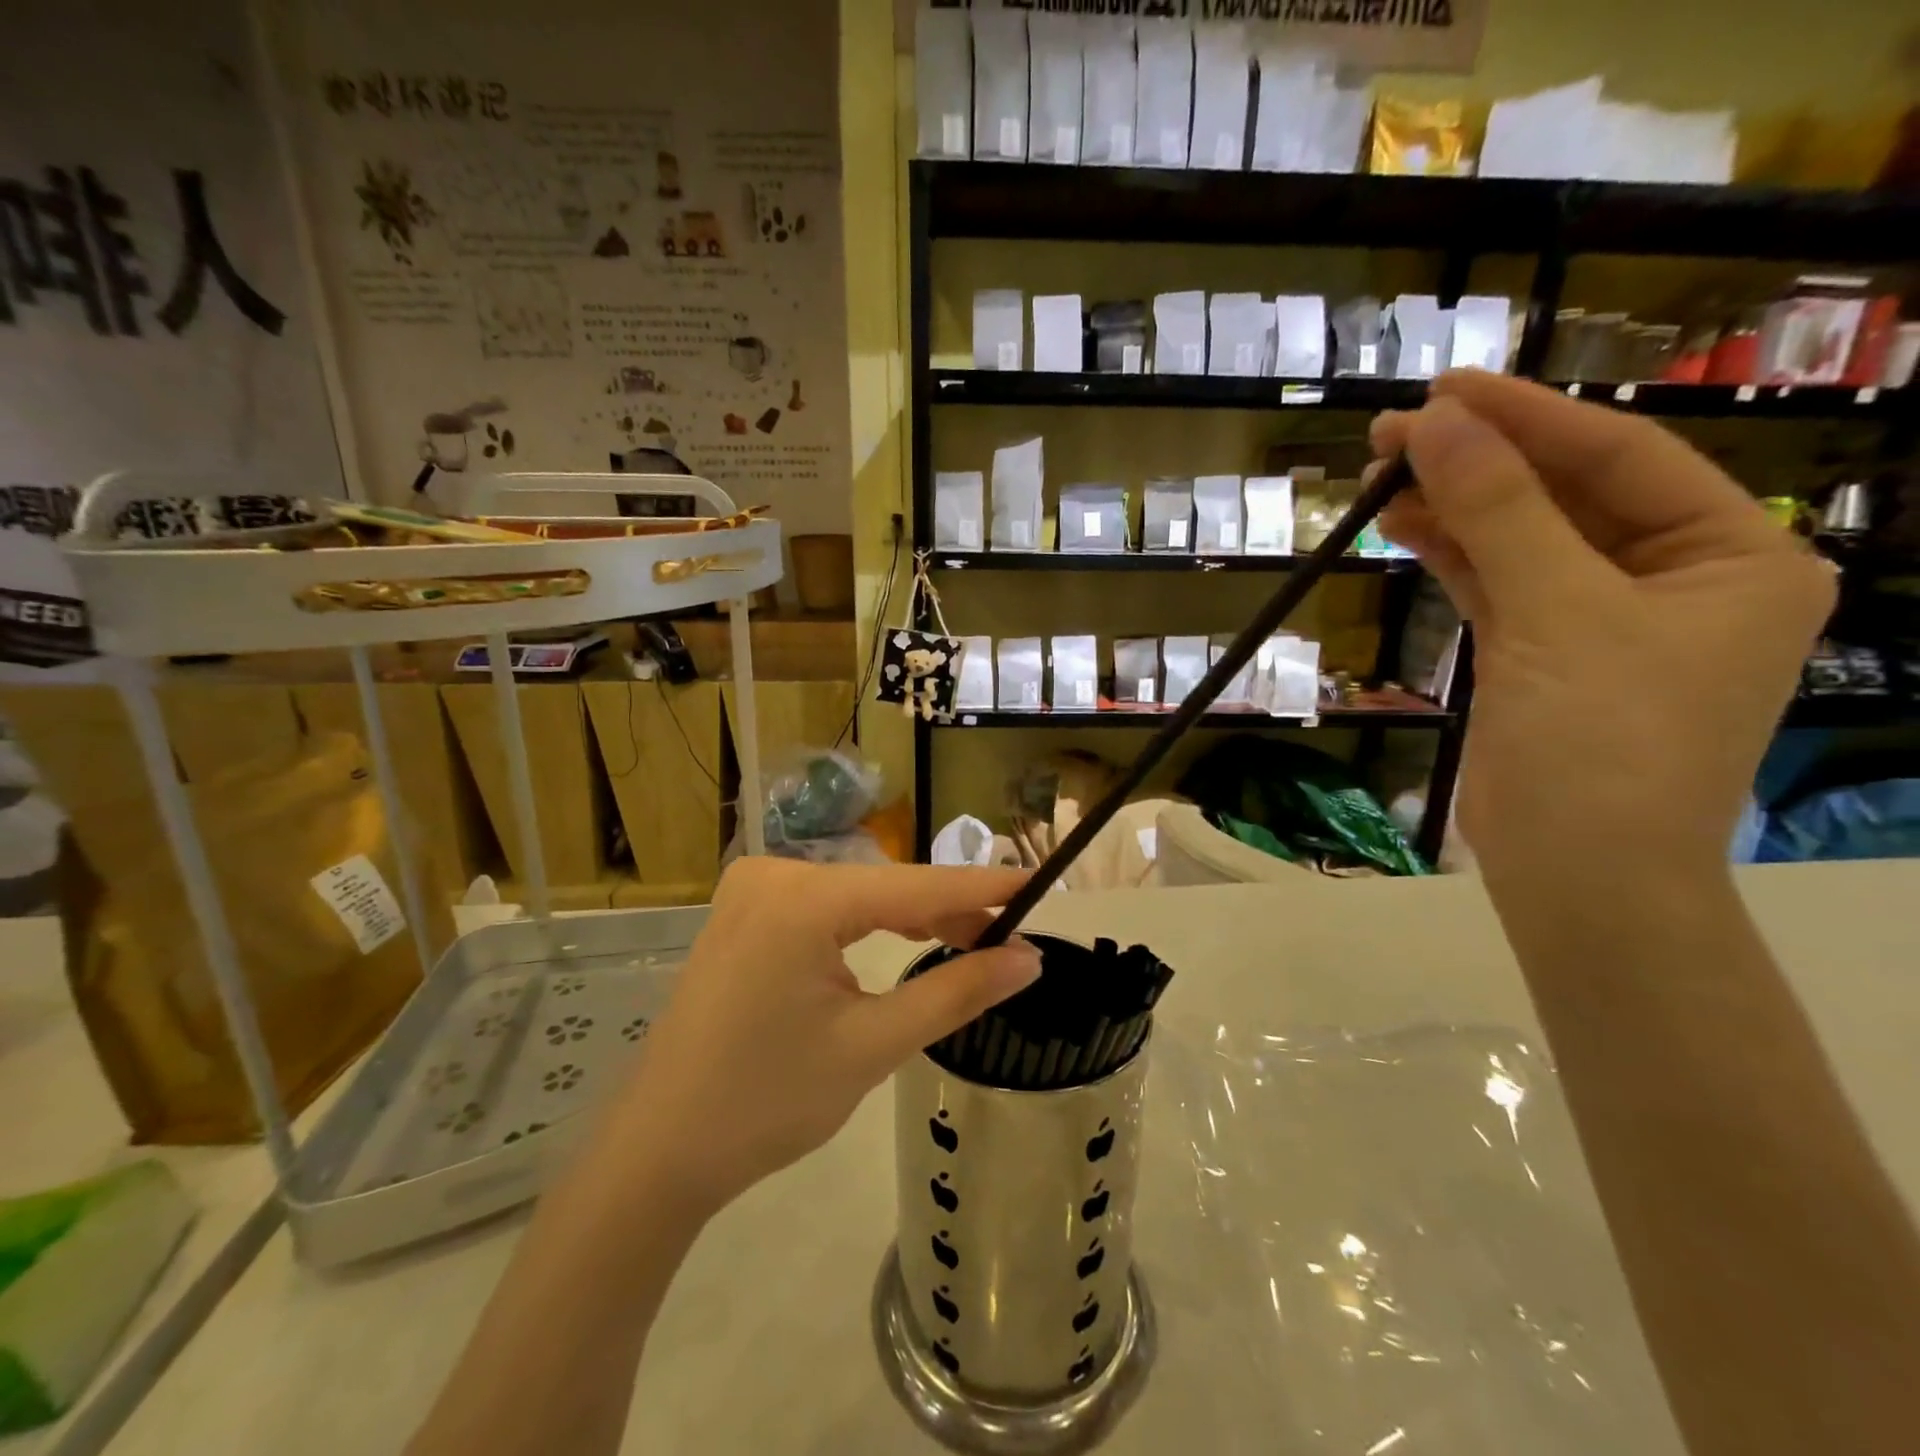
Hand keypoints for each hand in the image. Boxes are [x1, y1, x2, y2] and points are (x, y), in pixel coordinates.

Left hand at [596, 859, 1039, 1214]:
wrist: (659, 1151)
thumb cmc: (766, 1104)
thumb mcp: (873, 1046)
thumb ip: (957, 992)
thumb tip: (1029, 959)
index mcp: (802, 899)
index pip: (917, 885)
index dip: (985, 884)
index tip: (1043, 882)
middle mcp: (775, 874)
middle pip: (887, 886)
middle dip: (950, 909)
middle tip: (1011, 937)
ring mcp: (753, 889)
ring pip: (859, 894)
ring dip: (913, 916)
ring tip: (971, 941)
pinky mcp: (745, 912)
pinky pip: (827, 906)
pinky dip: (870, 922)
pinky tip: (904, 938)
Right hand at [1370, 371, 1833, 887]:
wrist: (1578, 869)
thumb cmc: (1601, 740)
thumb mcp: (1556, 613)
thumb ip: (1499, 512)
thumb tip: (1436, 426)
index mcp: (1732, 556)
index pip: (1620, 459)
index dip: (1528, 420)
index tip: (1445, 390)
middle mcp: (1676, 577)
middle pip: (1566, 495)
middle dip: (1480, 463)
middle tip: (1394, 433)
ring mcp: (1603, 618)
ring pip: (1523, 540)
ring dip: (1456, 507)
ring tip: (1382, 474)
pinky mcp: (1544, 652)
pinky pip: (1498, 584)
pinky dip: (1452, 556)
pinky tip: (1403, 526)